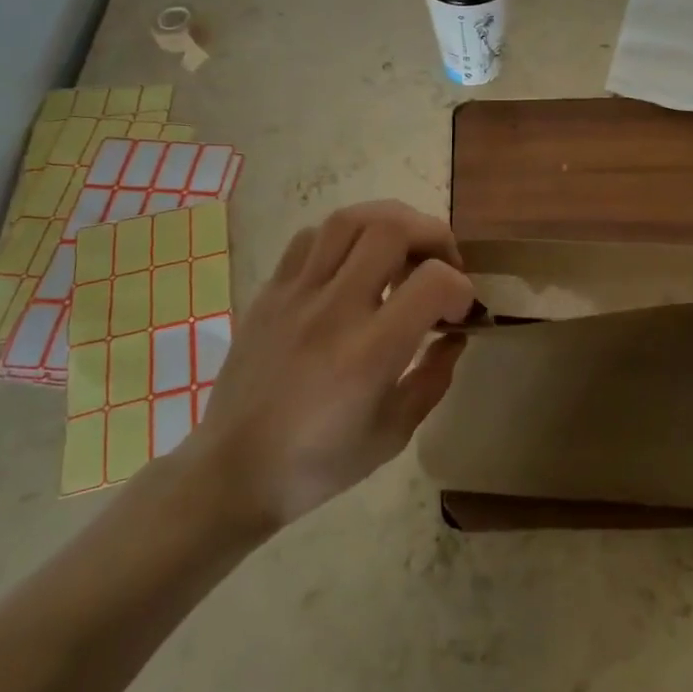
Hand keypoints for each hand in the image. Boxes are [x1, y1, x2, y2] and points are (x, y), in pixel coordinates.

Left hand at [188, 201, 474, 531]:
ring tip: (403, 249)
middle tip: (442, 263)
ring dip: (389, 223)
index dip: (461, 288)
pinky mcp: (270, 291)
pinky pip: (310, 238)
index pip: (433, 283)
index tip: (460, 312)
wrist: (231, 471)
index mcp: (368, 353)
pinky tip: (353, 261)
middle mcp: (333, 310)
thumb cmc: (317, 464)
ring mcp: (296, 294)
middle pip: (391, 229)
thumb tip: (454, 337)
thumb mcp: (392, 434)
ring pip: (349, 220)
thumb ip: (433, 379)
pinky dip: (344, 236)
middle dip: (433, 235)